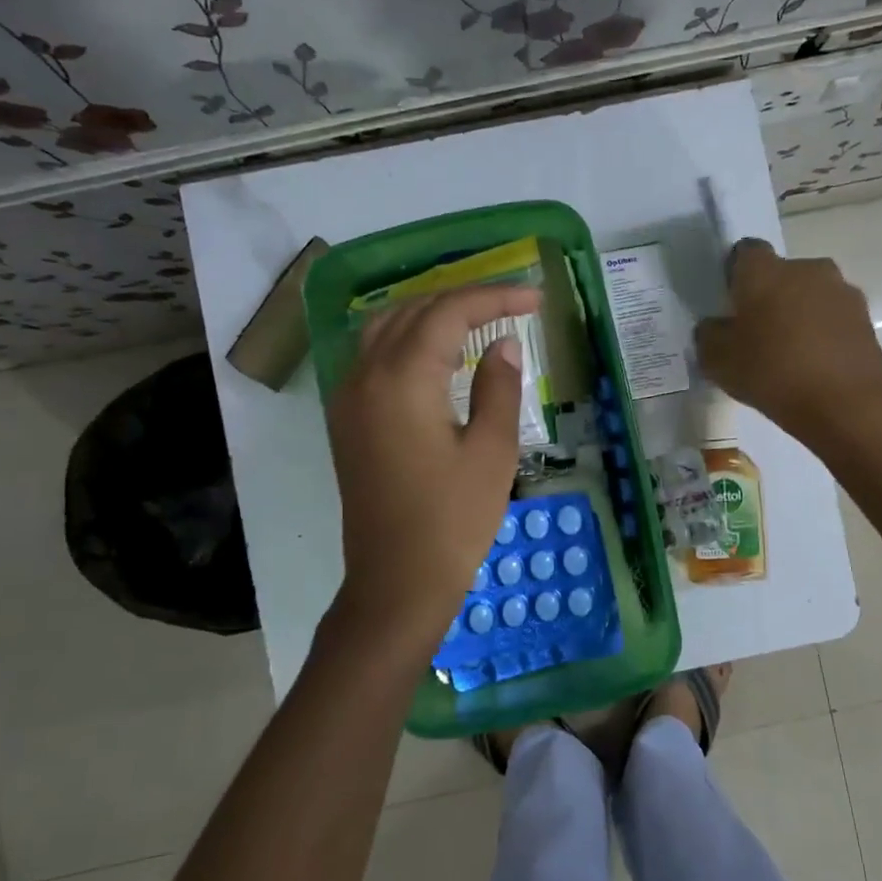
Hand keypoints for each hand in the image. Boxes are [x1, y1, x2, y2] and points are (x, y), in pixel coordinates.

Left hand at [324, 285, 539, 657]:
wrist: (396, 582)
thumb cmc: (452, 521)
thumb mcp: (492, 452)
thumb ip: (498, 387)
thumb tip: (503, 343)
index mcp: (402, 379)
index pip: (449, 312)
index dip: (495, 297)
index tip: (535, 300)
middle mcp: (365, 375)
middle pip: (412, 310)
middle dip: (463, 300)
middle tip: (511, 306)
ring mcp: (348, 397)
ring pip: (385, 328)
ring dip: (430, 315)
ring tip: (476, 323)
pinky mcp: (346, 419)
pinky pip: (372, 356)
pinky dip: (406, 340)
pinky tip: (437, 358)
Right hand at [695, 239, 881, 447]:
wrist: (845, 404)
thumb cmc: (773, 373)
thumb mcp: (718, 361)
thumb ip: (709, 335)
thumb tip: (716, 326)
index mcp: (765, 271)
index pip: (745, 252)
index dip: (736, 275)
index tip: (731, 304)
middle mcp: (806, 268)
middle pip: (781, 274)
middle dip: (769, 296)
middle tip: (756, 334)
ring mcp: (841, 291)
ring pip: (810, 295)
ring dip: (798, 314)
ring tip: (788, 354)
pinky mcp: (865, 318)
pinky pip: (832, 318)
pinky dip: (822, 333)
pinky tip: (813, 366)